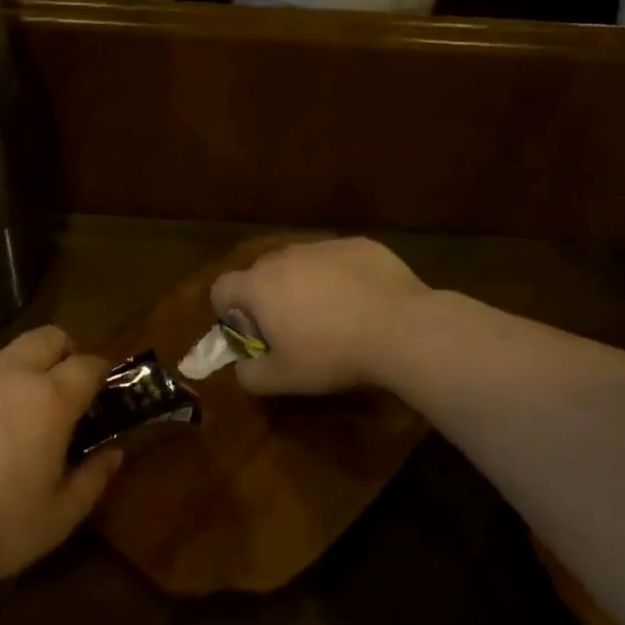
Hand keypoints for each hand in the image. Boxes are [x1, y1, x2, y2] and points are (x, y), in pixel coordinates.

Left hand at [0, 325, 119, 604]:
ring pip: (1, 357)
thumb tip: (112, 453)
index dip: (101, 375)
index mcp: (48, 399)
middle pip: (48, 337)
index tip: (100, 395)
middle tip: (60, 393)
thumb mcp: (56, 520)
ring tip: (4, 423)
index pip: (89, 364)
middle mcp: (7, 373)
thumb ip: (92, 480)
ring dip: (16, 375)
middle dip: (63, 354)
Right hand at [211, 237, 428, 395]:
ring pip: (300, 264)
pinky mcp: (359, 244)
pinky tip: (362, 302)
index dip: (228, 312)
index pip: (222, 288)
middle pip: (261, 274)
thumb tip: (242, 367)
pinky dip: (339, 277)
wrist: (402, 329)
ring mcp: (324, 246)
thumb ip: (249, 375)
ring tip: (331, 315)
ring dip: (303, 285)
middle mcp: (286, 256)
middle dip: (268, 299)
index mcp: (260, 286)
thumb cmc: (333, 354)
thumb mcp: (283, 379)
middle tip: (293, 329)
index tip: (252, 333)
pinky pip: (336, 260)